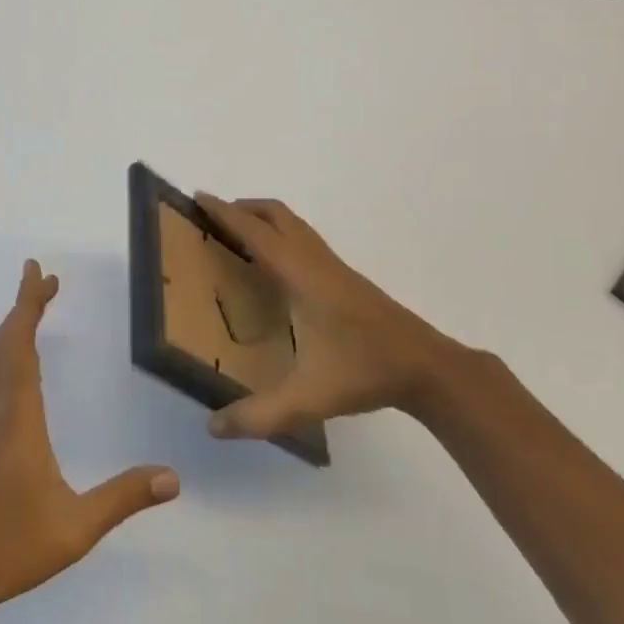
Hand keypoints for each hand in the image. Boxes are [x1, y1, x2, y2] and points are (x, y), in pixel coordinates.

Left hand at [0, 261, 179, 623]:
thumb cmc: (8, 548)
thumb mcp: (75, 528)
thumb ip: (123, 499)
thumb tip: (174, 477)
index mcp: (19, 418)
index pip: (22, 346)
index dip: (28, 304)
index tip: (37, 272)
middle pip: (7, 343)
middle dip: (25, 306)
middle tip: (46, 280)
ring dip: (15, 329)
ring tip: (31, 309)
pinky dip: (6, 356)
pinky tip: (7, 366)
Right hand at [194, 194, 466, 439]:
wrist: (424, 365)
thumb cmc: (363, 370)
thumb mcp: (307, 398)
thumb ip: (259, 415)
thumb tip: (212, 427)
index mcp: (299, 274)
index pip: (254, 232)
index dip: (224, 212)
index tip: (199, 196)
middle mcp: (314, 259)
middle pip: (275, 214)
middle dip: (242, 207)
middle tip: (213, 217)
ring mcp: (332, 265)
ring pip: (293, 224)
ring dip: (263, 219)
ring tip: (238, 236)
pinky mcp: (344, 277)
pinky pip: (303, 239)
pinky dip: (280, 234)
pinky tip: (276, 268)